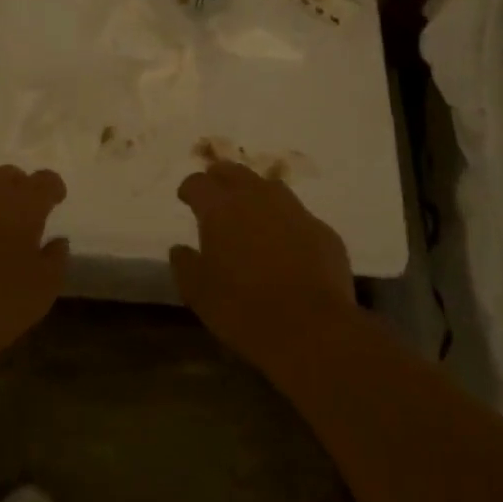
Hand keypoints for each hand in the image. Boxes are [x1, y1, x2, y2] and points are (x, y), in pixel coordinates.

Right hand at [171, 162, 360, 378]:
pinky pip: (298, 216)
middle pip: (234, 172)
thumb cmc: (243, 309)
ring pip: (269, 187)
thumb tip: (180, 249)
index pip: (198, 183)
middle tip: (215, 193)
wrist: (311, 328)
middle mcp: (257, 198)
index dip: (190, 189)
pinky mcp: (323, 230)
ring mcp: (294, 211)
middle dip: (221, 178)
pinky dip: (286, 222)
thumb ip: (185, 265)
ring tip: (250, 212)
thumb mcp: (199, 293)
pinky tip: (286, 243)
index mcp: (220, 209)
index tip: (186, 198)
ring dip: (255, 194)